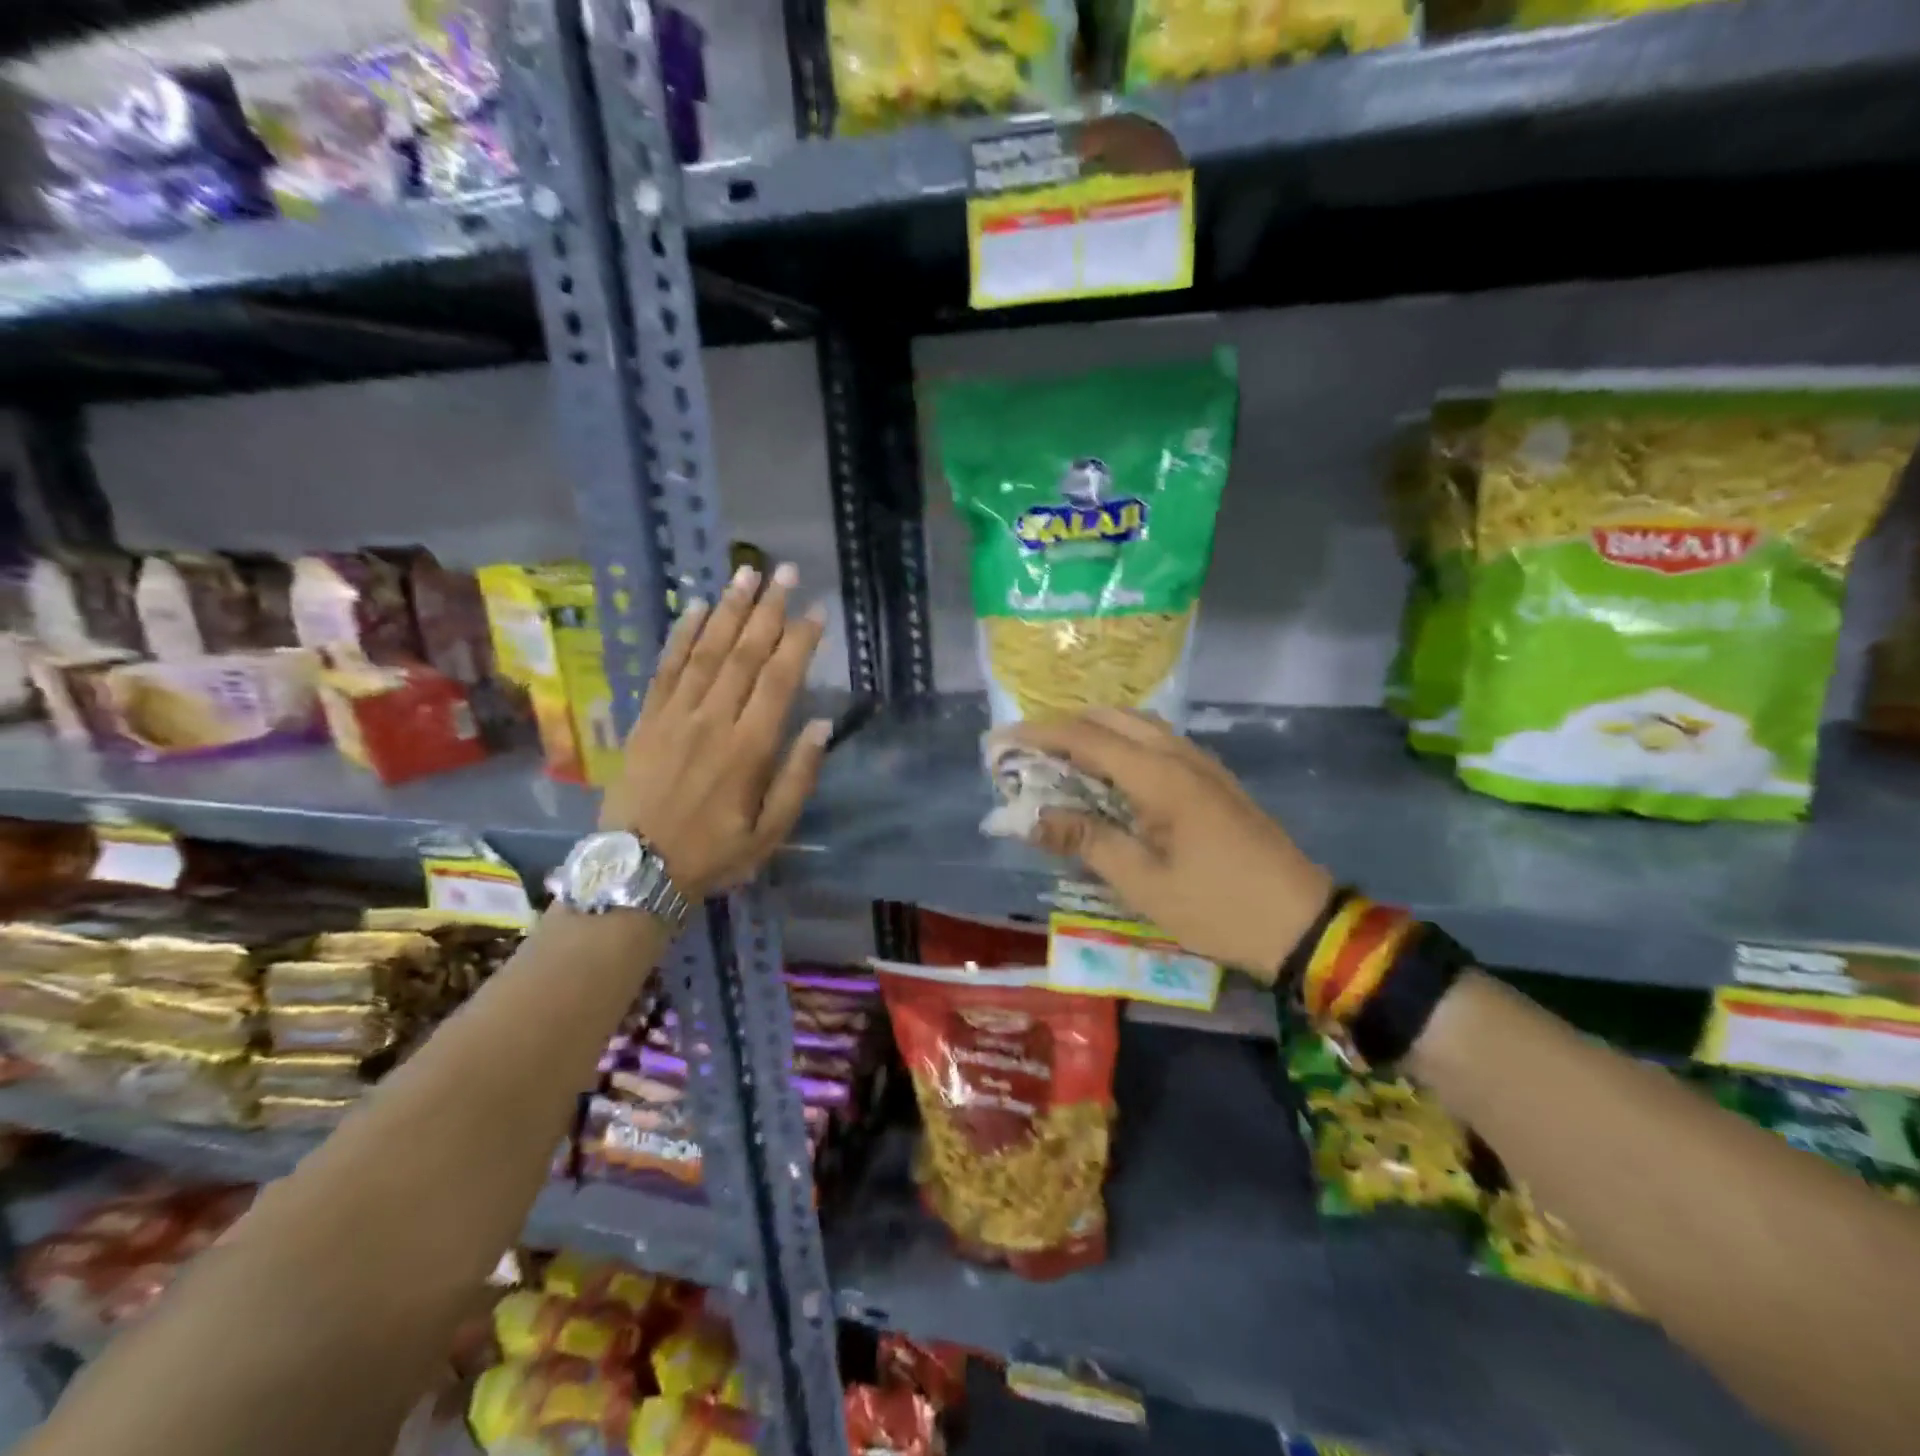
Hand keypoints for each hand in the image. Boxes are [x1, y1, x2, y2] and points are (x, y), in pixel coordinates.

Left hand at [599, 561, 830, 898]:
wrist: (636, 871)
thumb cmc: (713, 855)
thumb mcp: (770, 833)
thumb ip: (798, 778)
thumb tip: (822, 726)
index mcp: (748, 749)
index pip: (779, 680)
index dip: (800, 641)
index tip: (817, 610)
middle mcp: (713, 720)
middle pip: (744, 653)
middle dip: (769, 609)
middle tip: (786, 571)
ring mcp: (675, 716)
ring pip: (706, 651)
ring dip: (728, 609)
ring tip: (747, 574)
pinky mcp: (646, 719)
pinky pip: (665, 668)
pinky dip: (681, 635)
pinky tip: (694, 607)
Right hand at [1009, 708, 1333, 982]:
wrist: (1304, 922)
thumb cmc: (1218, 908)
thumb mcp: (1143, 884)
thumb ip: (1086, 840)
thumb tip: (1032, 818)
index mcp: (1160, 777)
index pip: (1086, 738)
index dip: (1039, 735)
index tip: (1000, 741)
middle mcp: (1180, 756)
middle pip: (1113, 718)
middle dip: (1065, 726)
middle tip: (1028, 753)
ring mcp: (1202, 764)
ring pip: (1138, 725)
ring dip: (1094, 732)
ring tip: (1059, 760)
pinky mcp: (1213, 779)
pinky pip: (1157, 743)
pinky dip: (1122, 745)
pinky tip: (1108, 775)